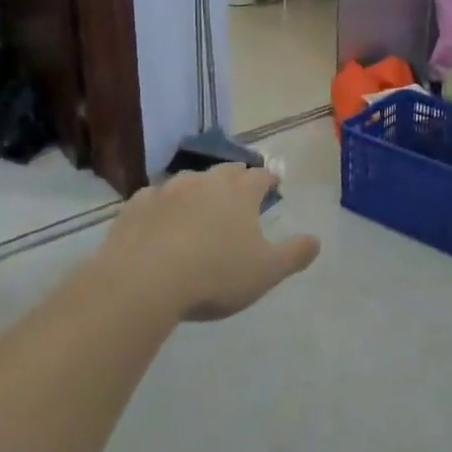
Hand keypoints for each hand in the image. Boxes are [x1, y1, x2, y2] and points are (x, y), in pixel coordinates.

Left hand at [98, 163, 320, 321]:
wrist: (143, 282)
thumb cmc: (214, 275)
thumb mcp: (266, 272)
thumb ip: (294, 254)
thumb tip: (316, 240)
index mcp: (239, 194)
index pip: (260, 176)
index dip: (269, 178)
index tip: (274, 182)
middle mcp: (205, 182)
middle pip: (226, 170)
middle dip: (236, 175)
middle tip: (240, 185)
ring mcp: (167, 191)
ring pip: (189, 179)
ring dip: (198, 187)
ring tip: (200, 201)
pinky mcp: (135, 206)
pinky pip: (153, 197)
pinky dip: (162, 204)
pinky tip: (159, 217)